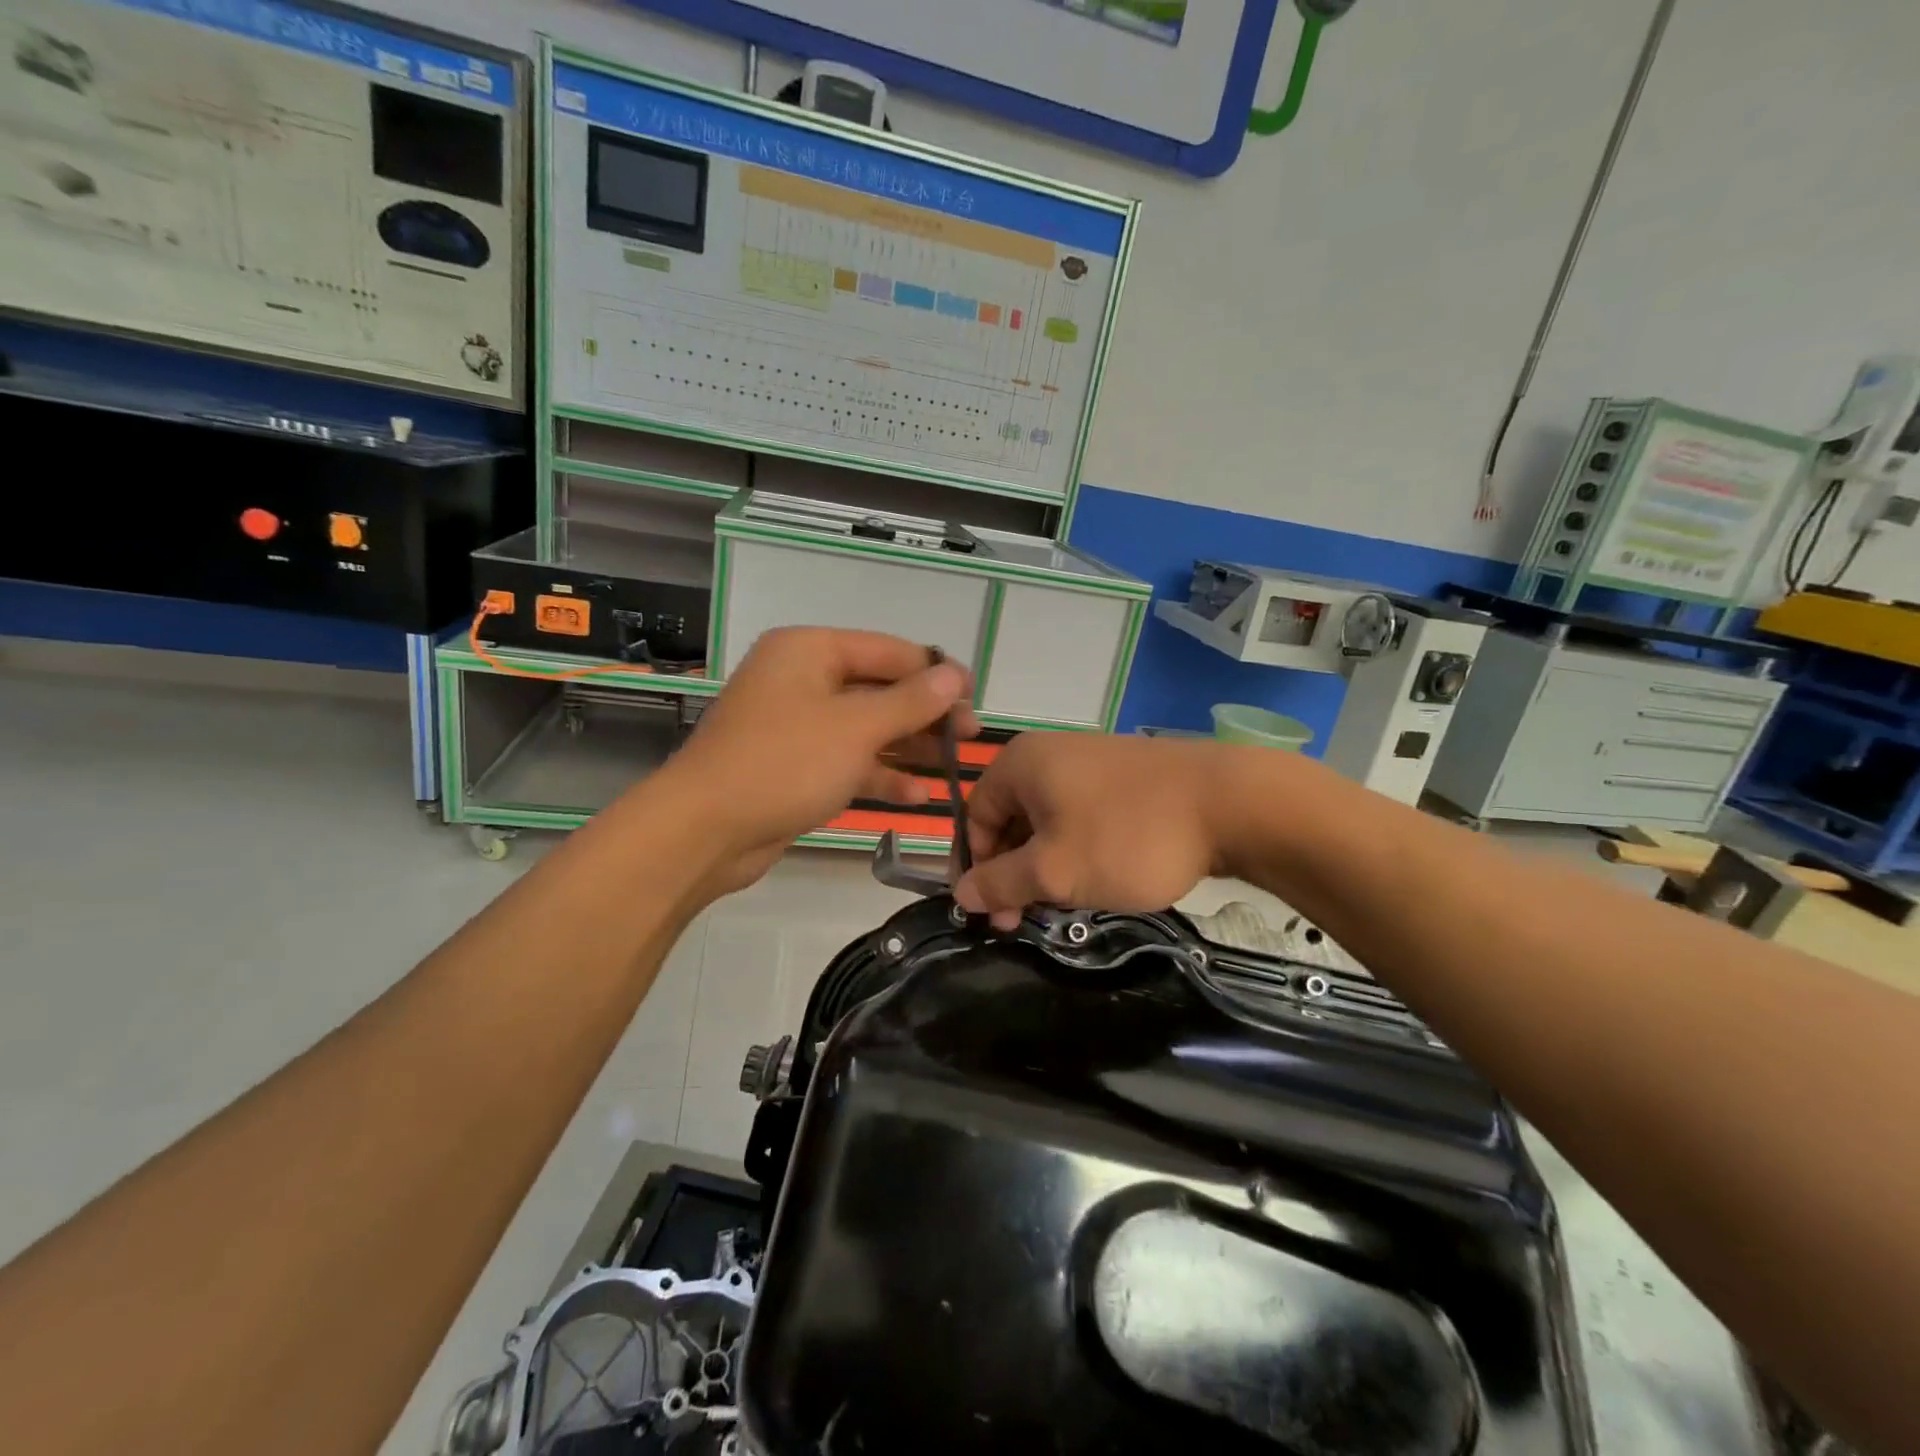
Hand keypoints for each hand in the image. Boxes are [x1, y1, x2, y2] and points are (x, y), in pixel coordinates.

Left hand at [665, 628, 974, 892]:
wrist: (704, 830)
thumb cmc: (784, 763)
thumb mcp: (856, 727)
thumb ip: (910, 701)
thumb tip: (954, 675)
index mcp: (809, 650)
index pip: (888, 650)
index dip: (935, 671)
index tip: (975, 695)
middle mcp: (802, 679)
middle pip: (879, 688)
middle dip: (925, 713)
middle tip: (971, 736)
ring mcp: (796, 725)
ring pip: (866, 728)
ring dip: (908, 746)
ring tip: (953, 764)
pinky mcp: (794, 765)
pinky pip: (847, 760)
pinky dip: (879, 774)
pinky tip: (917, 795)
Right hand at [953, 734, 1232, 930]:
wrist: (1230, 803)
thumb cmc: (1126, 837)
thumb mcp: (1054, 871)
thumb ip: (1000, 882)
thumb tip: (961, 892)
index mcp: (1020, 764)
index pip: (975, 816)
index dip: (976, 867)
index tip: (991, 913)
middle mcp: (1049, 753)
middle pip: (1012, 818)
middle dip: (1013, 871)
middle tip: (1024, 919)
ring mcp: (1092, 760)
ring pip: (1049, 820)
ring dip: (1047, 865)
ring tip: (1065, 905)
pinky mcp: (1127, 775)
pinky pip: (1083, 814)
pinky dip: (1078, 849)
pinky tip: (1098, 878)